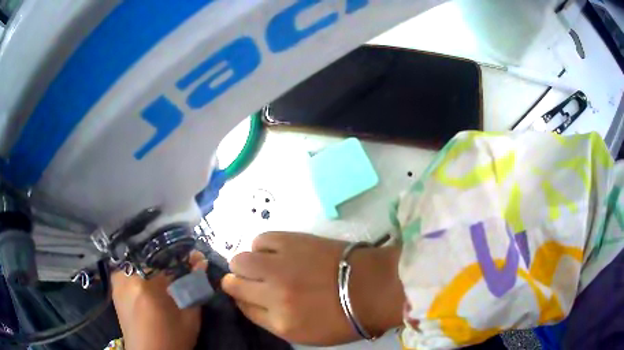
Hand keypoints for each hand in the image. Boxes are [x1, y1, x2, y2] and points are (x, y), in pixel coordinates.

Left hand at [111, 252, 206, 349]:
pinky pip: (130, 269)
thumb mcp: (189, 318)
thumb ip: (194, 288)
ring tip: (164, 276)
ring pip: (139, 261)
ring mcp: (118, 281)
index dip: (182, 258)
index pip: (166, 258)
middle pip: (150, 256)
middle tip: (179, 268)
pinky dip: (141, 271)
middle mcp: (127, 277)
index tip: (192, 259)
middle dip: (166, 260)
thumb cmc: (172, 340)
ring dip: (153, 265)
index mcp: (146, 286)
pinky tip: (149, 282)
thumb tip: (201, 261)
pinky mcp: (115, 286)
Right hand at [221, 232, 404, 345]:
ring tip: (263, 264)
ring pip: (241, 259)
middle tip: (250, 279)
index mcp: (281, 322)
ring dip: (247, 263)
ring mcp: (281, 266)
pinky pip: (261, 239)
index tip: (246, 294)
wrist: (373, 287)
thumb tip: (251, 301)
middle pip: (233, 282)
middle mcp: (274, 294)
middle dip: (236, 281)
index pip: (243, 307)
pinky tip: (275, 252)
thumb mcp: (305, 334)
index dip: (241, 299)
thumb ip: (272, 320)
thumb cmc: (344, 317)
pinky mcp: (292, 242)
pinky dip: (263, 246)